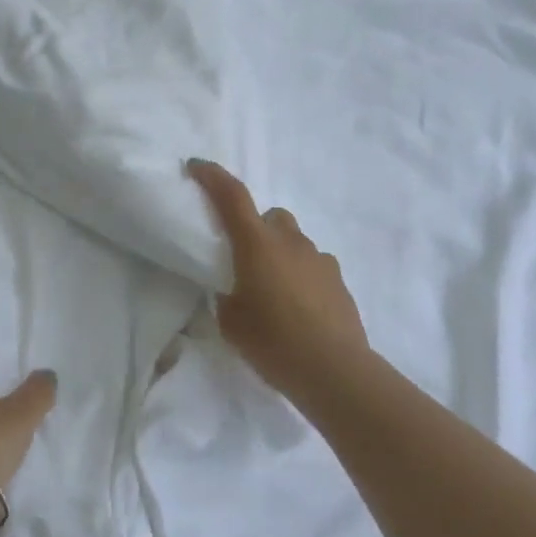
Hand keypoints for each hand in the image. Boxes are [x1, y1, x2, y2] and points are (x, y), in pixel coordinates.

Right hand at [188, 159, 369, 395]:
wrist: (333, 369)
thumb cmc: (273, 342)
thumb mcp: (232, 322)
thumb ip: (227, 296)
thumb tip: (232, 290)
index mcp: (258, 245)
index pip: (232, 196)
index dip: (212, 177)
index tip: (196, 167)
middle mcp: (291, 242)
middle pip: (270, 216)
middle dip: (255, 227)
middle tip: (243, 258)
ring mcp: (319, 259)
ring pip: (294, 241)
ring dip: (280, 253)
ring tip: (272, 289)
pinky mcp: (338, 280)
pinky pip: (313, 265)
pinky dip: (300, 274)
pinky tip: (298, 306)